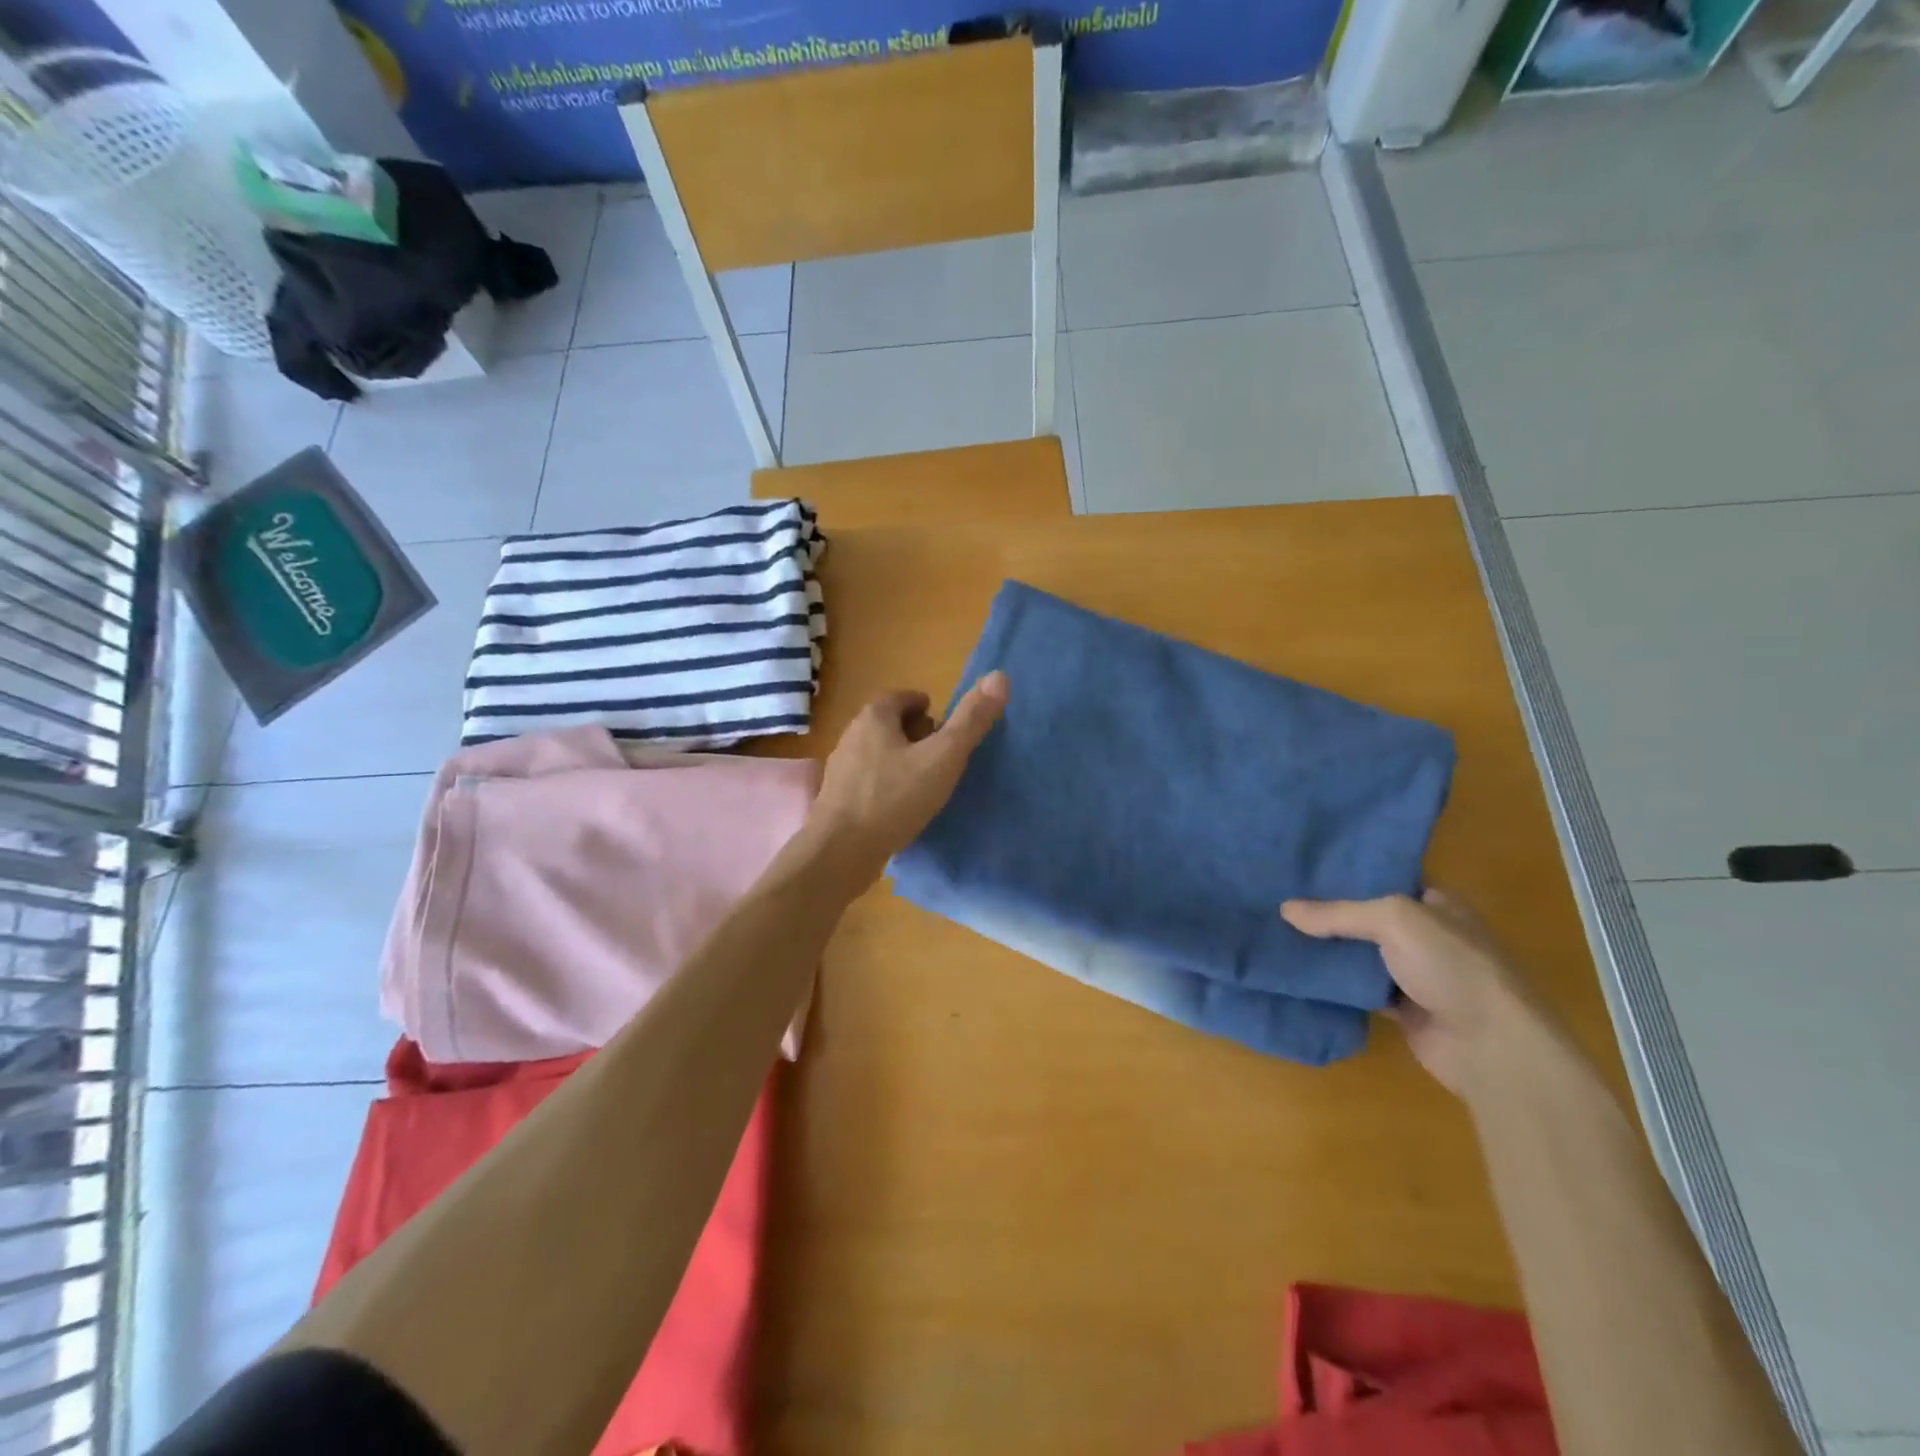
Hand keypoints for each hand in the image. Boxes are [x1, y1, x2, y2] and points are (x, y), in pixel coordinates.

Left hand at [804, 671, 1007, 892]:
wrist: (840, 851)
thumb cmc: (895, 798)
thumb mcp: (943, 757)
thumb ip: (971, 720)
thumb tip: (1000, 676)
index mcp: (874, 717)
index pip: (903, 697)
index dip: (927, 709)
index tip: (945, 729)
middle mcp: (852, 735)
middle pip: (889, 724)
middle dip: (915, 733)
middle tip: (940, 755)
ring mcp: (841, 768)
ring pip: (877, 753)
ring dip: (901, 761)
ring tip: (925, 783)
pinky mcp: (837, 798)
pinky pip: (868, 781)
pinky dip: (886, 785)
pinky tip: (900, 807)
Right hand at [1282, 889, 1558, 1099]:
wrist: (1491, 1046)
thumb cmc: (1451, 966)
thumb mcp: (1393, 920)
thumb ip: (1338, 914)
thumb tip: (1285, 909)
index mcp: (1436, 904)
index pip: (1386, 880)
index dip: (1347, 874)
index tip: (1303, 869)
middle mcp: (1427, 935)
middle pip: (1367, 918)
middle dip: (1328, 913)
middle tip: (1278, 900)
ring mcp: (1416, 974)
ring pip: (1360, 954)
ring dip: (1327, 950)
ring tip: (1277, 933)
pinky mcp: (1402, 1009)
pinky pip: (1358, 988)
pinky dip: (1334, 984)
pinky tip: (1298, 972)